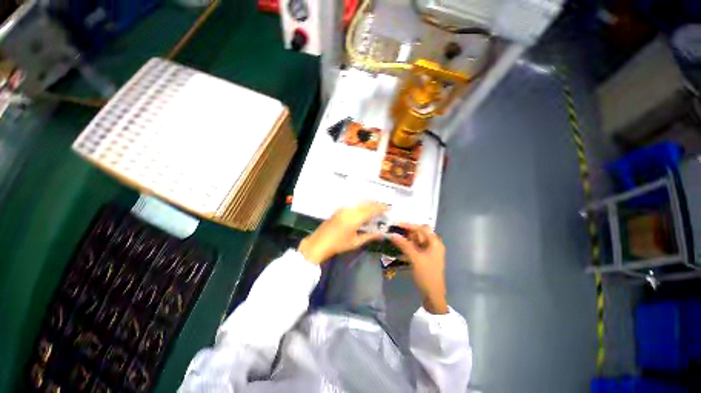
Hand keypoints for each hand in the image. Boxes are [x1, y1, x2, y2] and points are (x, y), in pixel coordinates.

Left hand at [298, 202, 386, 264]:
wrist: (319, 243)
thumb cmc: (338, 245)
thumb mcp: (356, 242)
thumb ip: (370, 236)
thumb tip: (381, 234)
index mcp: (355, 218)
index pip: (371, 209)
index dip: (381, 207)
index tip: (388, 208)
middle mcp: (349, 210)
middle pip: (366, 203)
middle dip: (376, 205)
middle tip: (383, 209)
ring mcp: (343, 208)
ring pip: (360, 202)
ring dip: (369, 204)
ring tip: (375, 210)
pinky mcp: (339, 209)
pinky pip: (354, 204)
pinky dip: (361, 205)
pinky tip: (364, 211)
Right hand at [390, 224, 447, 313]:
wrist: (433, 295)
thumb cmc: (426, 275)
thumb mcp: (415, 258)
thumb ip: (404, 245)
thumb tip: (392, 234)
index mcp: (435, 243)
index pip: (421, 229)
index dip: (408, 225)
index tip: (396, 224)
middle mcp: (433, 245)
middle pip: (419, 234)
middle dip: (406, 231)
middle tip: (393, 230)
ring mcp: (429, 251)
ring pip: (416, 240)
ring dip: (406, 238)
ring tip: (394, 236)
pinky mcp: (424, 257)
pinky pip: (415, 247)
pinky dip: (408, 246)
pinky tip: (399, 246)